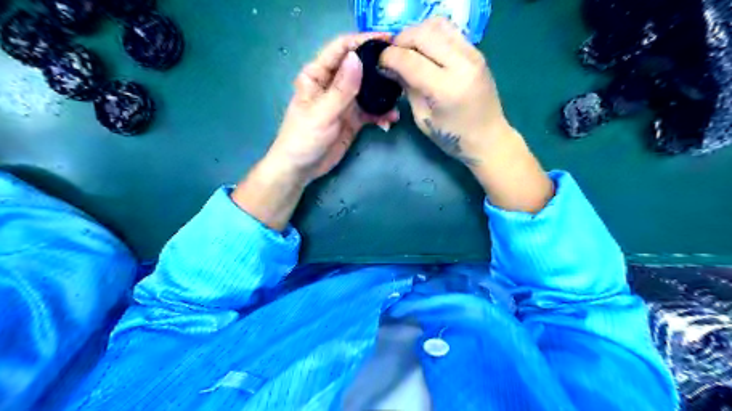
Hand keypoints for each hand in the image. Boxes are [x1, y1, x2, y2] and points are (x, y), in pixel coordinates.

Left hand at [265, 32, 397, 185]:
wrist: (301, 169)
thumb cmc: (303, 138)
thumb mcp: (322, 113)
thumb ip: (341, 89)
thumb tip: (357, 58)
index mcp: (317, 75)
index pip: (341, 49)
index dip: (363, 41)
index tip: (388, 40)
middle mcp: (332, 84)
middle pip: (359, 68)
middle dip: (379, 69)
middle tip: (401, 71)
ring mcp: (344, 102)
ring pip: (369, 91)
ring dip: (383, 96)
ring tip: (398, 101)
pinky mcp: (353, 119)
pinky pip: (371, 112)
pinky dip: (381, 116)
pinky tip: (389, 122)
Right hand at [381, 17, 551, 213]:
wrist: (488, 137)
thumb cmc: (452, 136)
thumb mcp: (422, 117)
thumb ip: (407, 87)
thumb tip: (390, 66)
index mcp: (445, 88)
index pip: (409, 59)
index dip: (389, 57)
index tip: (379, 62)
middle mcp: (461, 64)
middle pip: (422, 34)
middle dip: (400, 41)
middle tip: (392, 56)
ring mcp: (472, 54)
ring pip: (437, 24)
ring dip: (416, 33)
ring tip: (409, 50)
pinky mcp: (477, 51)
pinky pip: (449, 30)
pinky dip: (431, 34)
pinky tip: (425, 51)